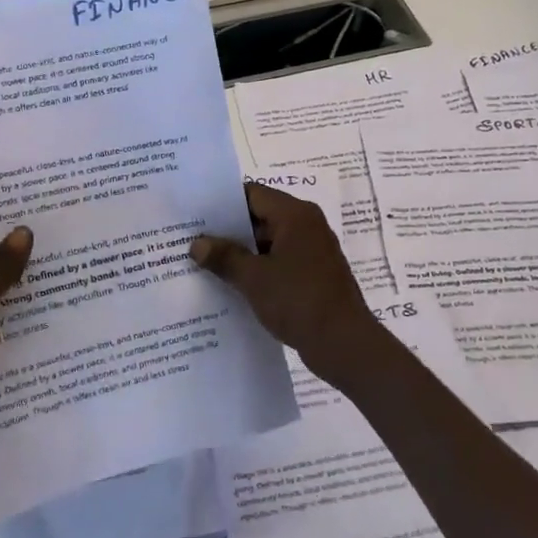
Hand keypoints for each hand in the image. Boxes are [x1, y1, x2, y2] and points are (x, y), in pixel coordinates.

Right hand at [190, 182, 383, 388]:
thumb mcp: (254, 278)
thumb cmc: (299, 300)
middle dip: (228, 229)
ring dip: (242, 252)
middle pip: (261, 216)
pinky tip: (232, 284)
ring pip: (269, 241)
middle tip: (193, 239)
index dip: (222, 202)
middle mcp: (307, 225)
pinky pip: (280, 261)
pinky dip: (258, 268)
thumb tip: (197, 244)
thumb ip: (225, 257)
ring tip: (206, 263)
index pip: (253, 194)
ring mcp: (313, 250)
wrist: (344, 343)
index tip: (195, 213)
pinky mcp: (314, 274)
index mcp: (295, 215)